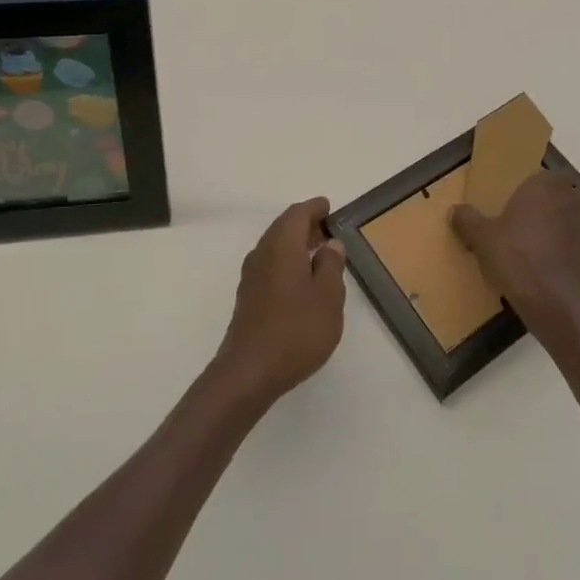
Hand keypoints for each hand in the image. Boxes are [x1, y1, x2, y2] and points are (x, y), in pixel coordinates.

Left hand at [211, 197, 347, 408]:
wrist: (249, 372)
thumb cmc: (296, 330)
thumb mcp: (328, 297)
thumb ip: (331, 265)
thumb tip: (330, 243)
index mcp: (282, 246)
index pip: (297, 214)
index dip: (314, 208)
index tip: (329, 208)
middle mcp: (262, 253)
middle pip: (283, 227)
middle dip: (305, 224)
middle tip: (328, 229)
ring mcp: (251, 275)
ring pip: (275, 246)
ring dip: (296, 243)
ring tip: (319, 252)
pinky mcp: (248, 296)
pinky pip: (270, 264)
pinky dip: (287, 260)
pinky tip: (301, 279)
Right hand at [451, 170, 579, 342]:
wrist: (554, 303)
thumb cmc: (516, 258)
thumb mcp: (482, 239)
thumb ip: (468, 220)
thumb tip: (455, 210)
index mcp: (545, 186)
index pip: (545, 174)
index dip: (534, 185)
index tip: (519, 199)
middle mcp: (572, 198)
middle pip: (567, 190)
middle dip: (554, 200)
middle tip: (532, 217)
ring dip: (568, 220)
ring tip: (545, 238)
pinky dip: (574, 244)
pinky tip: (555, 259)